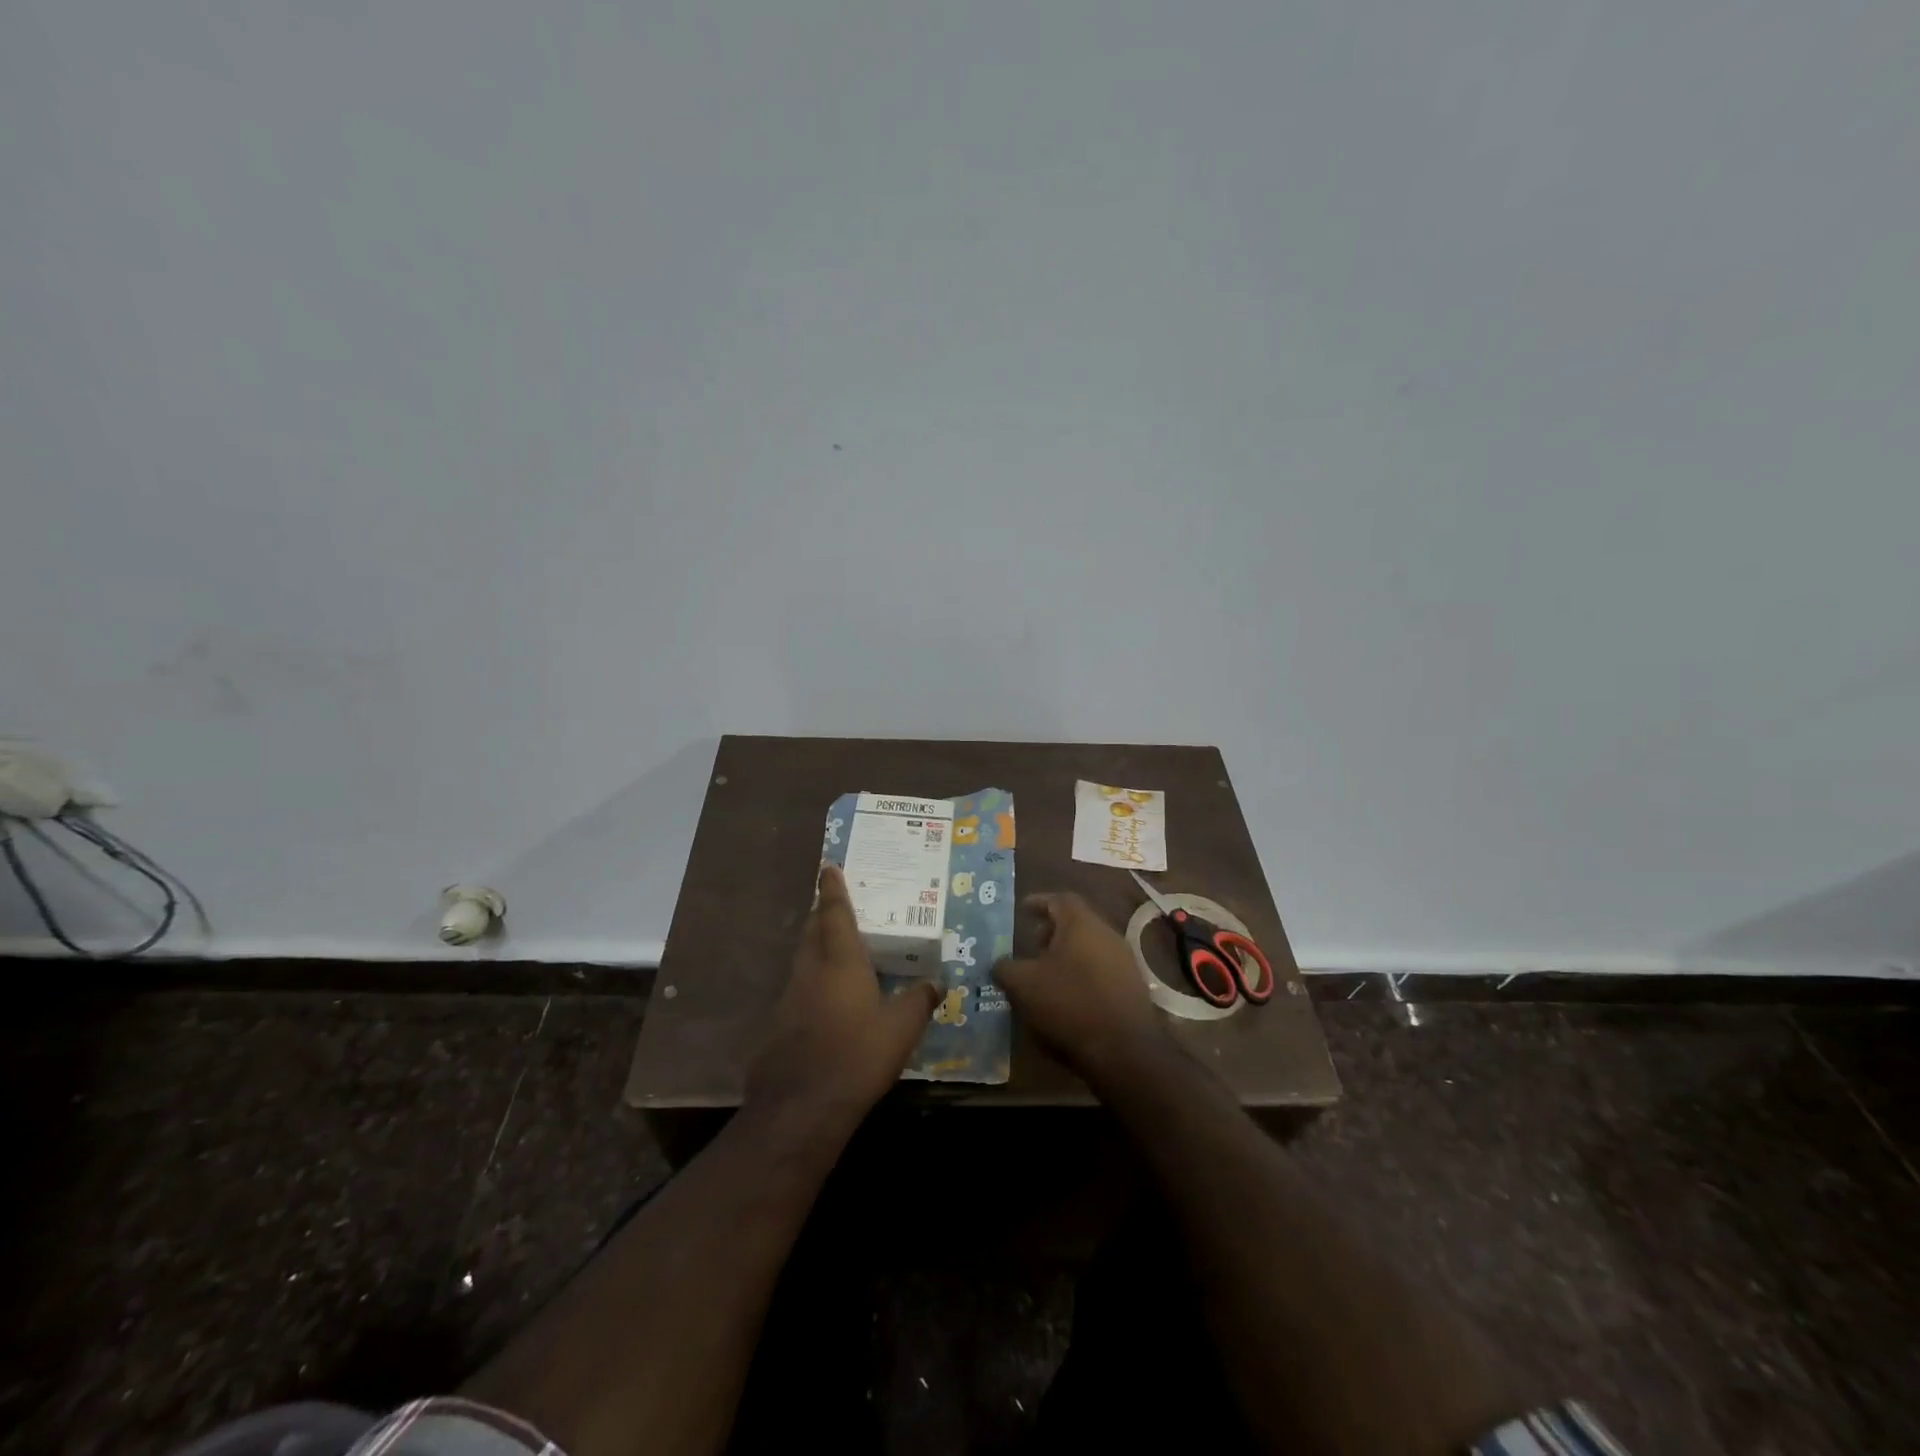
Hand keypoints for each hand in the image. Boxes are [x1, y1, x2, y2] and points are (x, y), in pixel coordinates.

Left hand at [746, 865, 940, 1126]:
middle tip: (831, 904)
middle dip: (820, 914)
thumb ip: (919, 1001)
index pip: (833, 913)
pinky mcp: (777, 1026)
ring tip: (832, 950)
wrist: (801, 1108)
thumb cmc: (857, 1056)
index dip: (832, 889)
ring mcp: (788, 998)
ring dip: (814, 948)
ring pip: (801, 961)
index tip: (827, 866)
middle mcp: (810, 971)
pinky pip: (796, 991)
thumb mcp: (902, 1029)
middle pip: (811, 931)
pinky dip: (809, 985)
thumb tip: (936, 982)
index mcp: (840, 961)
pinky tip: (822, 1004)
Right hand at [992, 892, 1170, 1090]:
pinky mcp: (1133, 986)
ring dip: (1067, 954)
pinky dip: (1082, 973)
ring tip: (1046, 973)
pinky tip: (1069, 996)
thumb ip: (1005, 968)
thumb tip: (999, 963)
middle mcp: (1107, 933)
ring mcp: (1124, 960)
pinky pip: (1101, 969)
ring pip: (1090, 946)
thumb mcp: (1023, 984)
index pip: (1059, 899)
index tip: (1022, 909)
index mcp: (1081, 923)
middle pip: (1077, 922)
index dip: (1039, 901)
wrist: (1124, 1048)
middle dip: (1052, 930)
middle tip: (1032, 945)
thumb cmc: (1069, 1003)